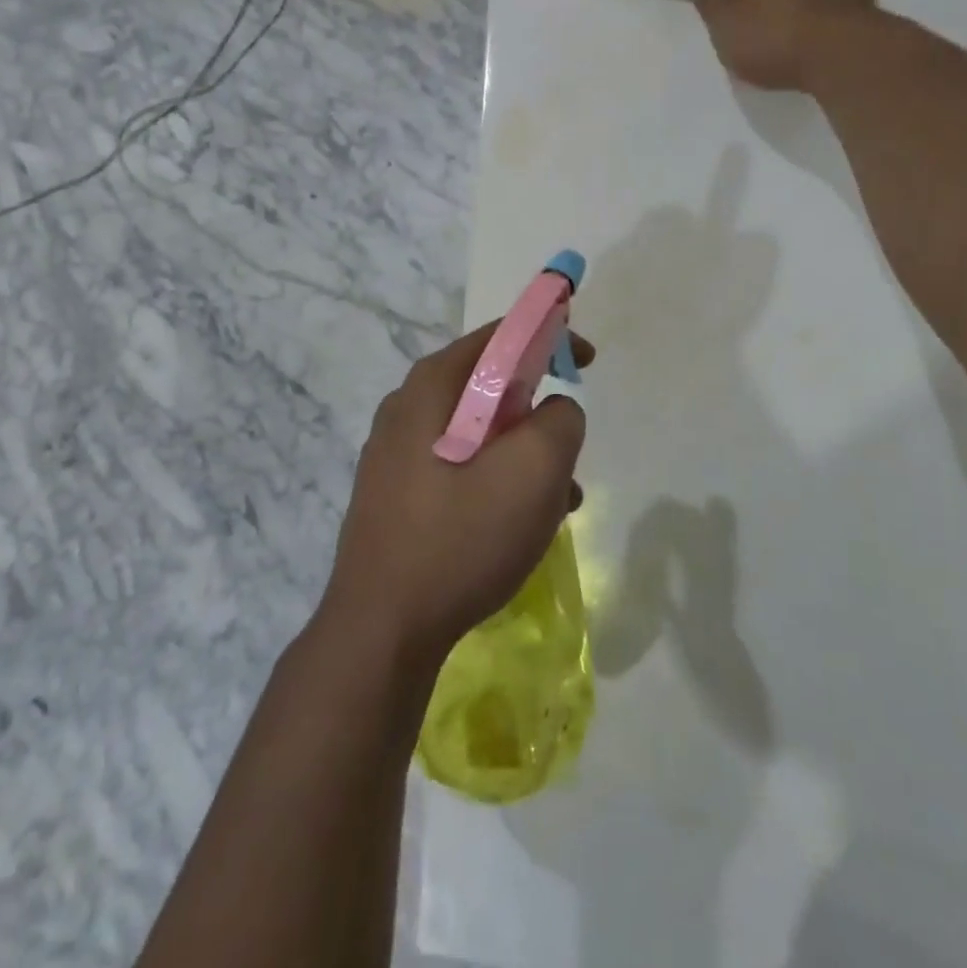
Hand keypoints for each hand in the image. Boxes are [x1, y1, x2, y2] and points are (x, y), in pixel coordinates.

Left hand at [320, 323, 593, 666]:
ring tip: (556, 503)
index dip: (549, 336)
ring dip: (522, 456)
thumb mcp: (534, 471)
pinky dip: (495, 482)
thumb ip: (560, 420)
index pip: (499, 336)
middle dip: (537, 412)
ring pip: (478, 433)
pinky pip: (458, 468)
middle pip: (488, 386)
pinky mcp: (395, 495)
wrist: (381, 631)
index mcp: (432, 386)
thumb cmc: (460, 539)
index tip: (585, 361)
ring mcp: (394, 454)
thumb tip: (555, 411)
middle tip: (567, 448)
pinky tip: (517, 527)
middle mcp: (406, 408)